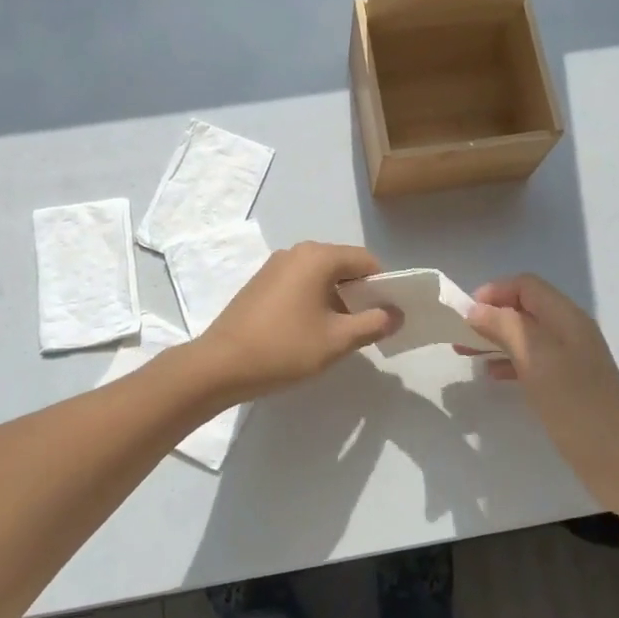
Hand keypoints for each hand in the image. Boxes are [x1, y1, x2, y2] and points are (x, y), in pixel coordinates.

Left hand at [194, 242, 401, 402]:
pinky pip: (300, 283)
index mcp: (318, 257)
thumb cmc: (284, 348)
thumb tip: (397, 313)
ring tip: (338, 334)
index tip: (388, 316)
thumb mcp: (337, 340)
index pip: (366, 262)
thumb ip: (374, 323)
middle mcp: (297, 252)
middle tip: (366, 328)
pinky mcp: (261, 282)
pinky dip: (314, 300)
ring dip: (337, 299)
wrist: (220, 365)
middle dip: (360, 294)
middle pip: (343, 266)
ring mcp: (275, 265)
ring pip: (321, 276)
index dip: (383, 287)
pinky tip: (310, 331)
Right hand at [460, 275, 618, 502]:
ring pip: (526, 335)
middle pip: (525, 307)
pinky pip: (533, 360)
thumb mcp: (536, 360)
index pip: (526, 285)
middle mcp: (570, 330)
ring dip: (496, 338)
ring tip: (466, 354)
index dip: (494, 292)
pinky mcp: (569, 383)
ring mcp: (572, 358)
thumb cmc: (575, 405)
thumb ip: (505, 327)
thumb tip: (476, 309)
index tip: (466, 315)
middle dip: (491, 316)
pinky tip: (492, 375)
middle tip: (461, 335)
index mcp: (566, 317)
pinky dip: (509, 361)